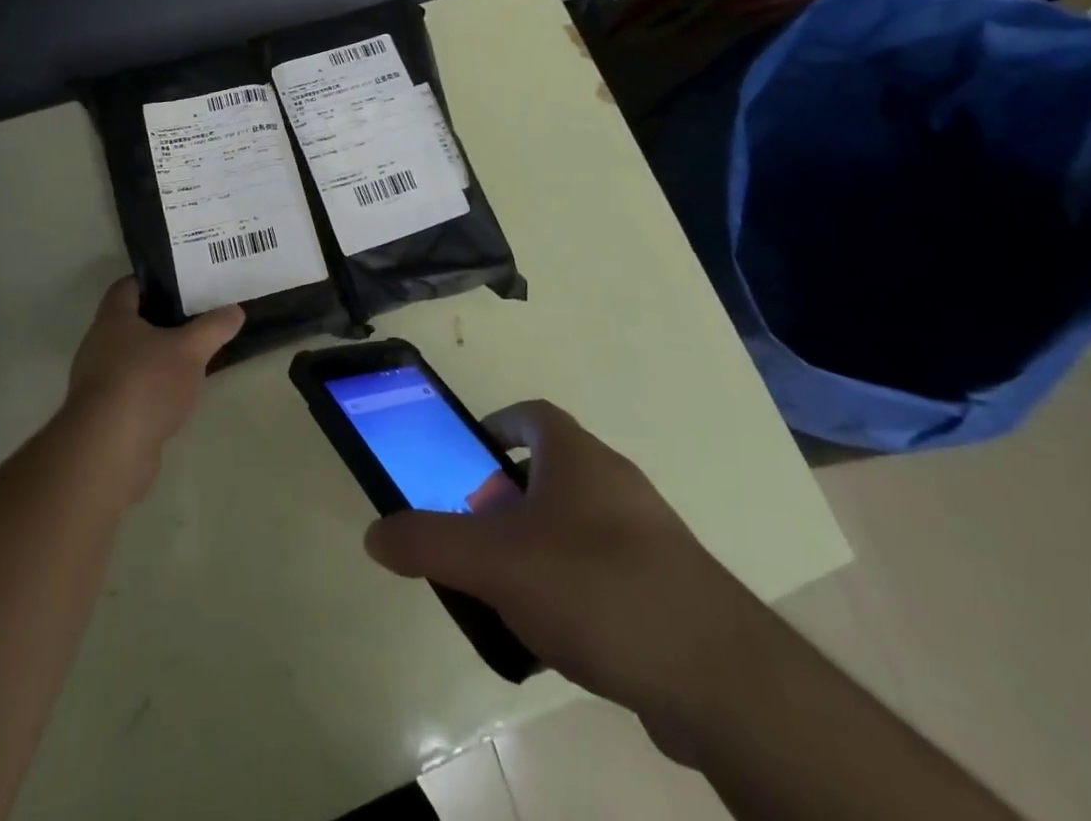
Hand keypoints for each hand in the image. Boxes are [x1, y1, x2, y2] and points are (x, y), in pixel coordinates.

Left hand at [64, 277, 244, 502]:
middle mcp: (98, 345)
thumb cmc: (146, 383)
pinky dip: (151, 388)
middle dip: (160, 319)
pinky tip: (176, 395)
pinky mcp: (103, 414)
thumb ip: (214, 327)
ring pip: (131, 358)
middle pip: (129, 322)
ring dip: (156, 356)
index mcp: (113, 319)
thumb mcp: (190, 349)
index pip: (128, 286)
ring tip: (192, 355)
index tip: (182, 282)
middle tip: (196, 316)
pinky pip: (131, 389)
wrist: (108, 450)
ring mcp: (97, 382)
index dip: (153, 280)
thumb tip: (236, 310)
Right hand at [364, 400, 781, 764]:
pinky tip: (556, 637)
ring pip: (577, 524)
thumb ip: (429, 543)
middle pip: (550, 471)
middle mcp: (615, 482)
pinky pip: (605, 572)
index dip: (496, 426)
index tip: (468, 459)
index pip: (532, 415)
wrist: (716, 675)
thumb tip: (374, 534)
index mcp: (578, 456)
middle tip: (476, 536)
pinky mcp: (668, 588)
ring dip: (538, 546)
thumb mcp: (494, 562)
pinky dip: (573, 589)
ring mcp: (648, 535)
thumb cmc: (594, 587)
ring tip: (506, 592)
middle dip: (507, 498)